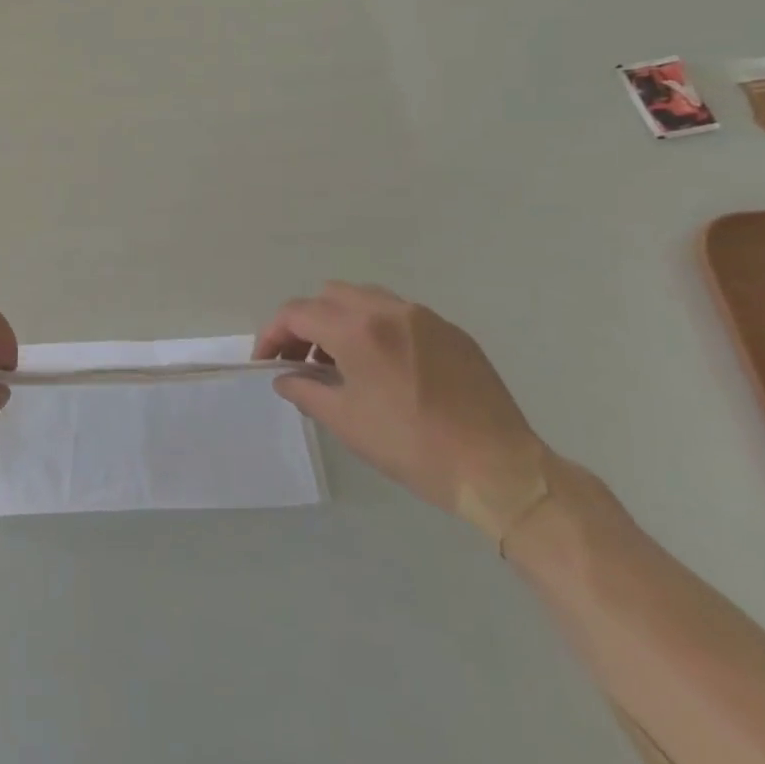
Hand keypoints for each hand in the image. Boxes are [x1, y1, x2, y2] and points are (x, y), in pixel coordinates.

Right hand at [254, 282, 549, 541]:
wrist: (498, 467)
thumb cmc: (412, 446)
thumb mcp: (345, 421)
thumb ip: (305, 391)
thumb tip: (285, 378)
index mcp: (358, 330)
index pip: (297, 314)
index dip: (272, 334)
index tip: (266, 362)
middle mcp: (390, 310)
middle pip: (329, 296)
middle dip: (306, 323)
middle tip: (301, 361)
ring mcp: (425, 318)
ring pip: (366, 299)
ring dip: (341, 321)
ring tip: (340, 363)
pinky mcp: (452, 332)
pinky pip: (400, 315)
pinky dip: (377, 329)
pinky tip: (383, 368)